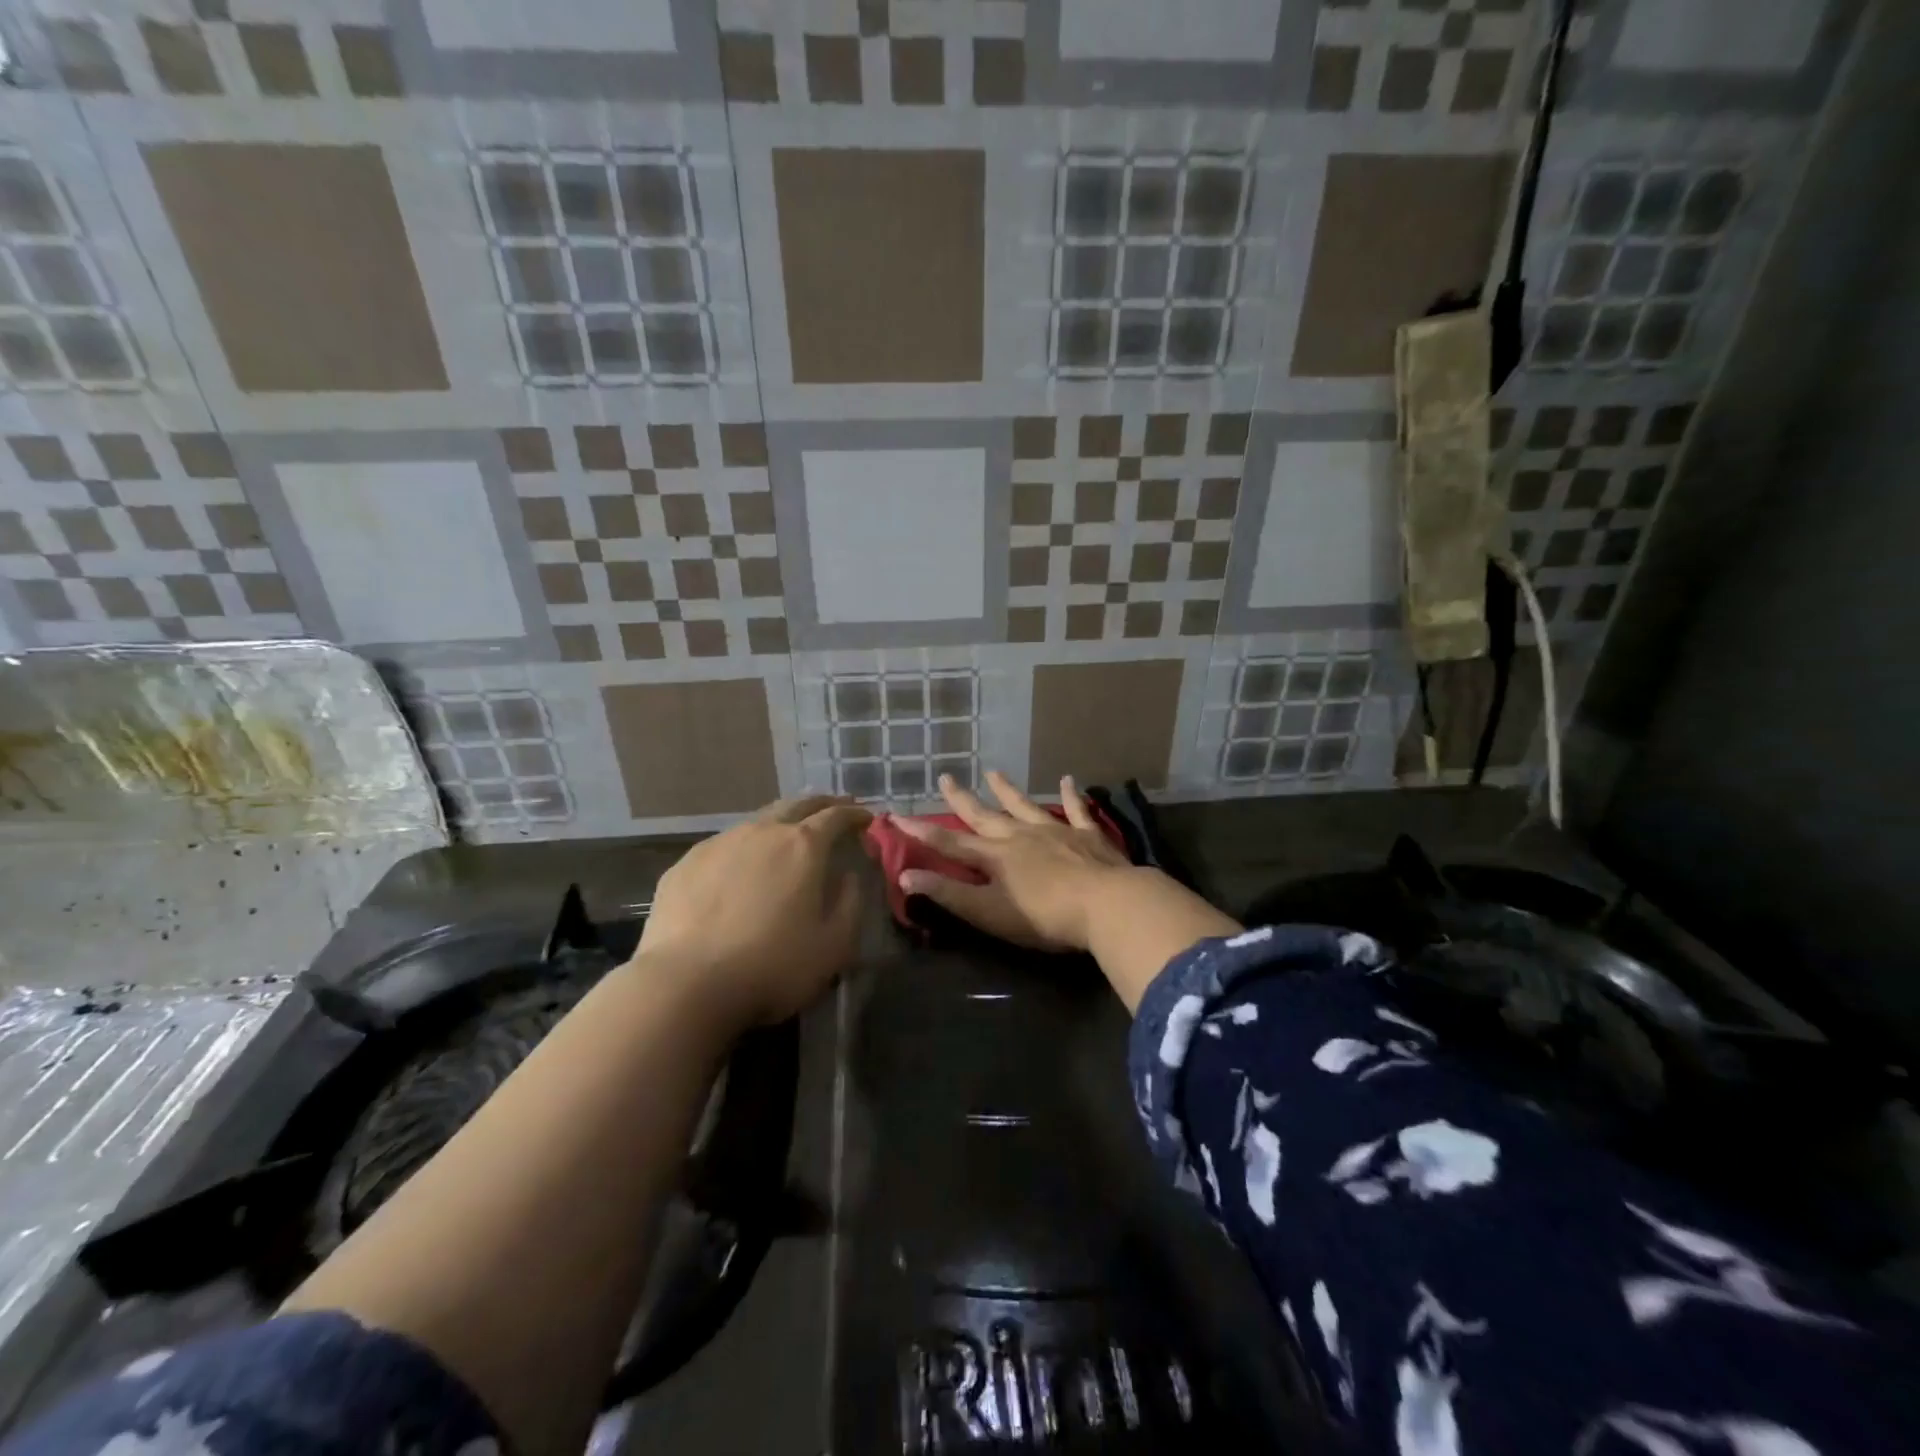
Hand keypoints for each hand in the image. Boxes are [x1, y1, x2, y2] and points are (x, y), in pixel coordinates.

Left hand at [639, 795, 871, 1026]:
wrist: (685, 985)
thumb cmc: (773, 966)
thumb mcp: (834, 945)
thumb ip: (850, 902)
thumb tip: (850, 875)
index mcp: (803, 846)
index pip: (836, 817)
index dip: (854, 815)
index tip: (866, 819)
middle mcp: (762, 832)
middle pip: (796, 804)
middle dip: (820, 804)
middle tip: (833, 809)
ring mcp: (719, 844)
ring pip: (757, 821)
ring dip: (780, 823)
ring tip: (787, 835)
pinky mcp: (685, 864)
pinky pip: (723, 846)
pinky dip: (743, 848)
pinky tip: (739, 868)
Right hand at [893, 770, 1130, 951]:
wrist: (1107, 905)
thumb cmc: (1044, 917)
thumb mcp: (989, 912)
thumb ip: (948, 894)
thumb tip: (905, 875)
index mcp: (995, 857)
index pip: (950, 842)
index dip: (922, 831)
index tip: (897, 816)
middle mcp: (1020, 836)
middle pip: (985, 816)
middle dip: (962, 799)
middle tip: (946, 778)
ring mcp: (1055, 831)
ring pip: (1025, 806)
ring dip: (1007, 790)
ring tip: (993, 772)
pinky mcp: (1087, 835)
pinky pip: (1076, 809)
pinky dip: (1071, 795)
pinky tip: (1069, 780)